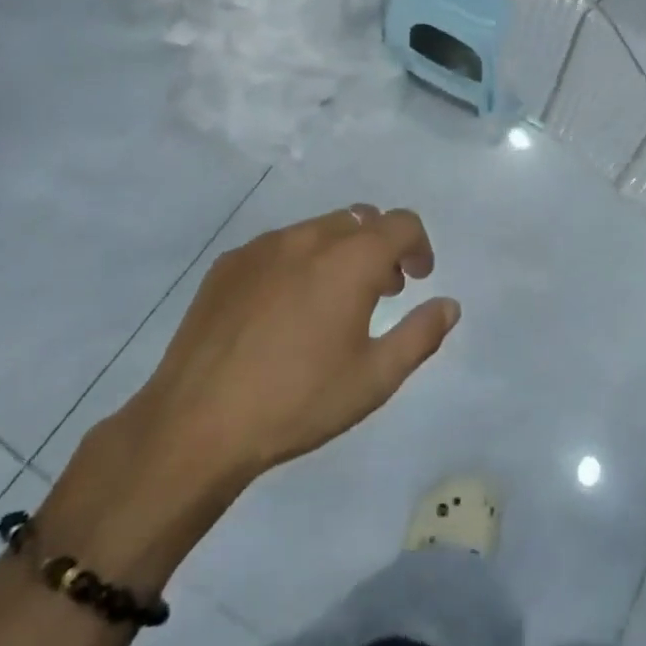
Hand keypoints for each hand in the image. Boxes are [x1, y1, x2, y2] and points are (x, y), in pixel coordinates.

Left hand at [48, 206, 457, 584]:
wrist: (196, 426)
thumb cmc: (298, 402)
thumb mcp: (375, 378)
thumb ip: (421, 334)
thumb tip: (450, 305)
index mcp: (350, 259)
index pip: (401, 223)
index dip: (419, 246)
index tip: (418, 279)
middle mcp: (309, 238)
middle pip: (360, 220)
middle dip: (381, 248)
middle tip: (380, 292)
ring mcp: (263, 247)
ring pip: (318, 229)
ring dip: (340, 252)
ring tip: (332, 301)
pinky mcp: (228, 264)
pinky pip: (279, 247)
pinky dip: (298, 262)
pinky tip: (283, 310)